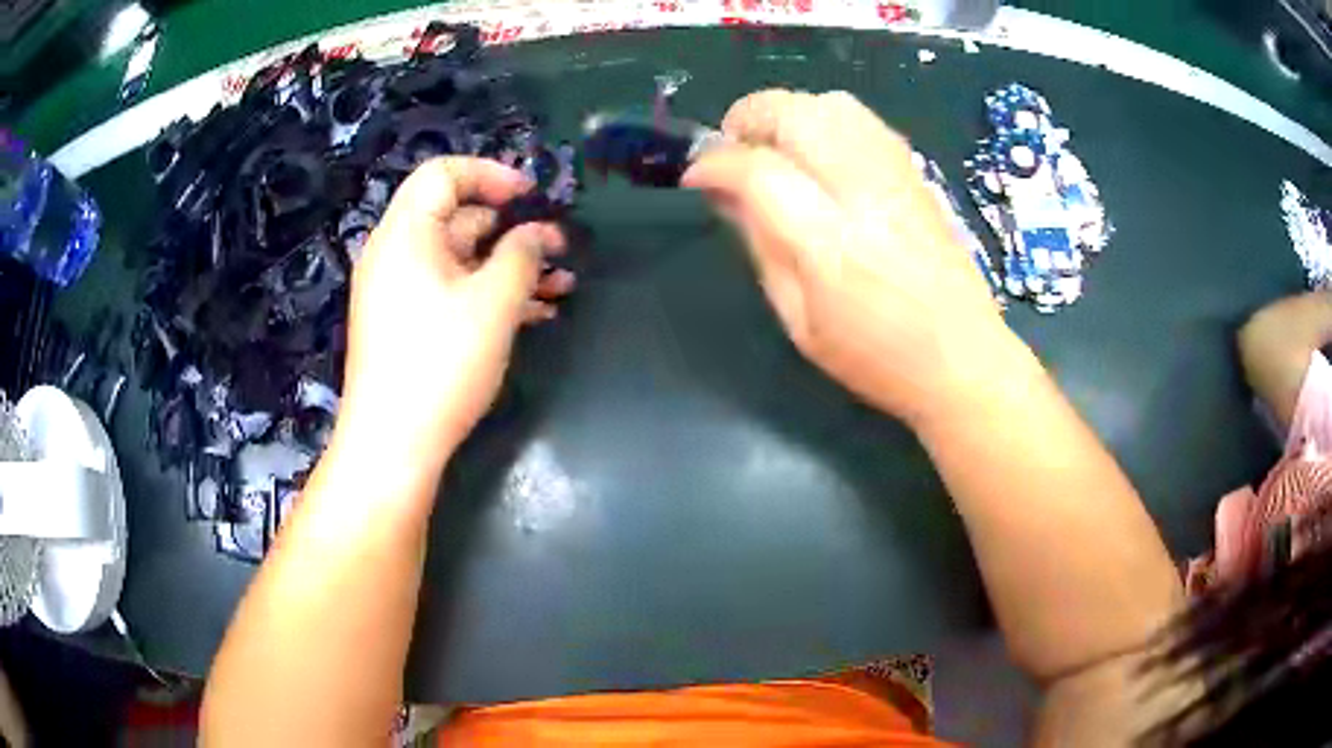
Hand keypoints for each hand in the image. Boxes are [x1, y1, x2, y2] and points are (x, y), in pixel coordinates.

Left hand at [334, 158, 572, 471]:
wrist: (393, 445)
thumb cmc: (440, 363)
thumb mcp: (493, 303)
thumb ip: (522, 255)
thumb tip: (536, 233)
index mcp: (405, 234)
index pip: (443, 174)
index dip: (491, 175)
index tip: (533, 197)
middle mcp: (397, 254)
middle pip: (457, 219)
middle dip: (513, 230)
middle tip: (560, 249)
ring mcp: (400, 292)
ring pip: (462, 261)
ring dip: (511, 268)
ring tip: (562, 287)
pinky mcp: (408, 324)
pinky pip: (452, 291)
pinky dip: (490, 295)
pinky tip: (535, 313)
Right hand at [683, 89, 1013, 425]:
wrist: (963, 358)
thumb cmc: (876, 358)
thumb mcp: (799, 321)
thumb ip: (760, 247)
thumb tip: (725, 195)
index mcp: (831, 244)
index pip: (758, 170)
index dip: (714, 164)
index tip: (694, 178)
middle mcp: (865, 193)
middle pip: (795, 113)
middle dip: (747, 119)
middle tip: (731, 152)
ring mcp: (896, 175)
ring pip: (830, 103)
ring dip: (786, 113)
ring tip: (772, 147)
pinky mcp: (915, 172)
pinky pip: (862, 118)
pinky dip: (824, 119)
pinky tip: (817, 153)